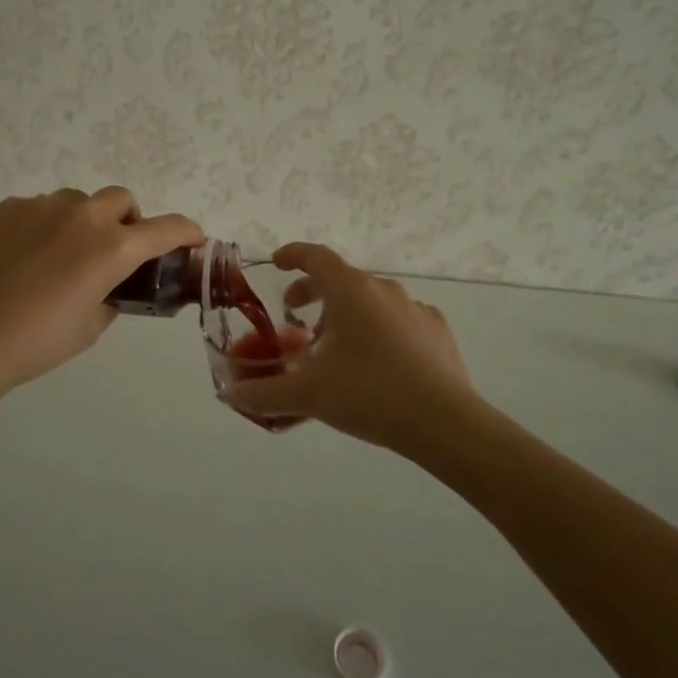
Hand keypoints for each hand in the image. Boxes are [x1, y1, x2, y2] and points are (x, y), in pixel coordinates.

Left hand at [0, 187, 201, 395]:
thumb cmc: (38, 342)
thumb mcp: (91, 326)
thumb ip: (111, 296)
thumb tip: (109, 285)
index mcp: (113, 248)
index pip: (166, 229)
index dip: (187, 231)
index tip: (193, 238)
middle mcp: (84, 216)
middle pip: (122, 199)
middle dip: (129, 220)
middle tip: (115, 251)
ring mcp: (44, 206)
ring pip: (79, 201)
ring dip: (86, 220)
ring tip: (64, 253)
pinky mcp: (10, 207)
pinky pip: (42, 207)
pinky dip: (48, 224)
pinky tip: (28, 255)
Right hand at [224, 242, 482, 451]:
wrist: (445, 422)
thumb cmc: (369, 394)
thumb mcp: (308, 395)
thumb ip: (264, 394)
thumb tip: (232, 396)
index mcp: (350, 291)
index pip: (315, 256)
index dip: (292, 255)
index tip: (276, 263)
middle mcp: (383, 289)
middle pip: (340, 278)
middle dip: (312, 293)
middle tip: (294, 316)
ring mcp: (414, 308)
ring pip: (370, 300)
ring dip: (345, 314)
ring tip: (334, 348)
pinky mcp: (436, 331)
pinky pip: (398, 319)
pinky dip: (378, 329)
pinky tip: (376, 361)